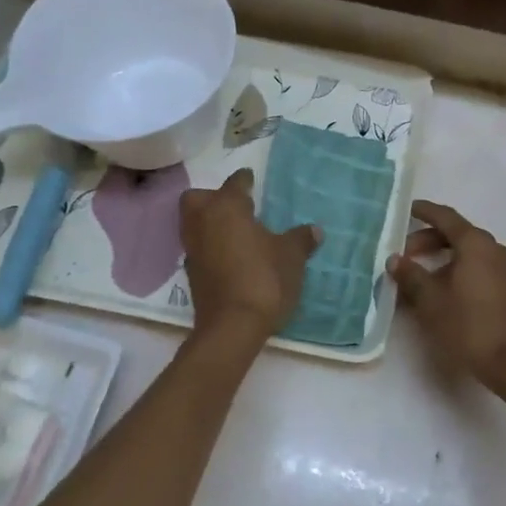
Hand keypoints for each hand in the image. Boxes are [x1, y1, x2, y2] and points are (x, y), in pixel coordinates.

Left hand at [180, 169, 319, 337]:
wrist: (232, 326)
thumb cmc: (264, 279)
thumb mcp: (291, 257)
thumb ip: (300, 239)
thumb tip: (315, 230)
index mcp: (227, 208)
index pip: (234, 183)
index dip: (244, 180)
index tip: (251, 178)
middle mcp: (203, 222)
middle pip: (197, 198)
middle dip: (213, 197)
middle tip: (236, 206)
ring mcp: (193, 249)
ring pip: (193, 223)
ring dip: (209, 222)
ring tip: (235, 231)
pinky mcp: (191, 273)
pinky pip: (198, 248)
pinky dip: (210, 246)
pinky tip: (230, 255)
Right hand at [387, 201, 505, 395]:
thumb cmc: (470, 326)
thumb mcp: (432, 301)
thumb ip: (411, 276)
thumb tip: (395, 259)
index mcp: (476, 244)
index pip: (445, 217)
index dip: (424, 211)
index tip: (406, 209)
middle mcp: (493, 249)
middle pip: (456, 234)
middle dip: (427, 240)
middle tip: (403, 255)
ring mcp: (504, 269)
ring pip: (467, 253)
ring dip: (441, 258)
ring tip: (417, 278)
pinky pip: (477, 268)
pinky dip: (455, 270)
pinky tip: (440, 292)